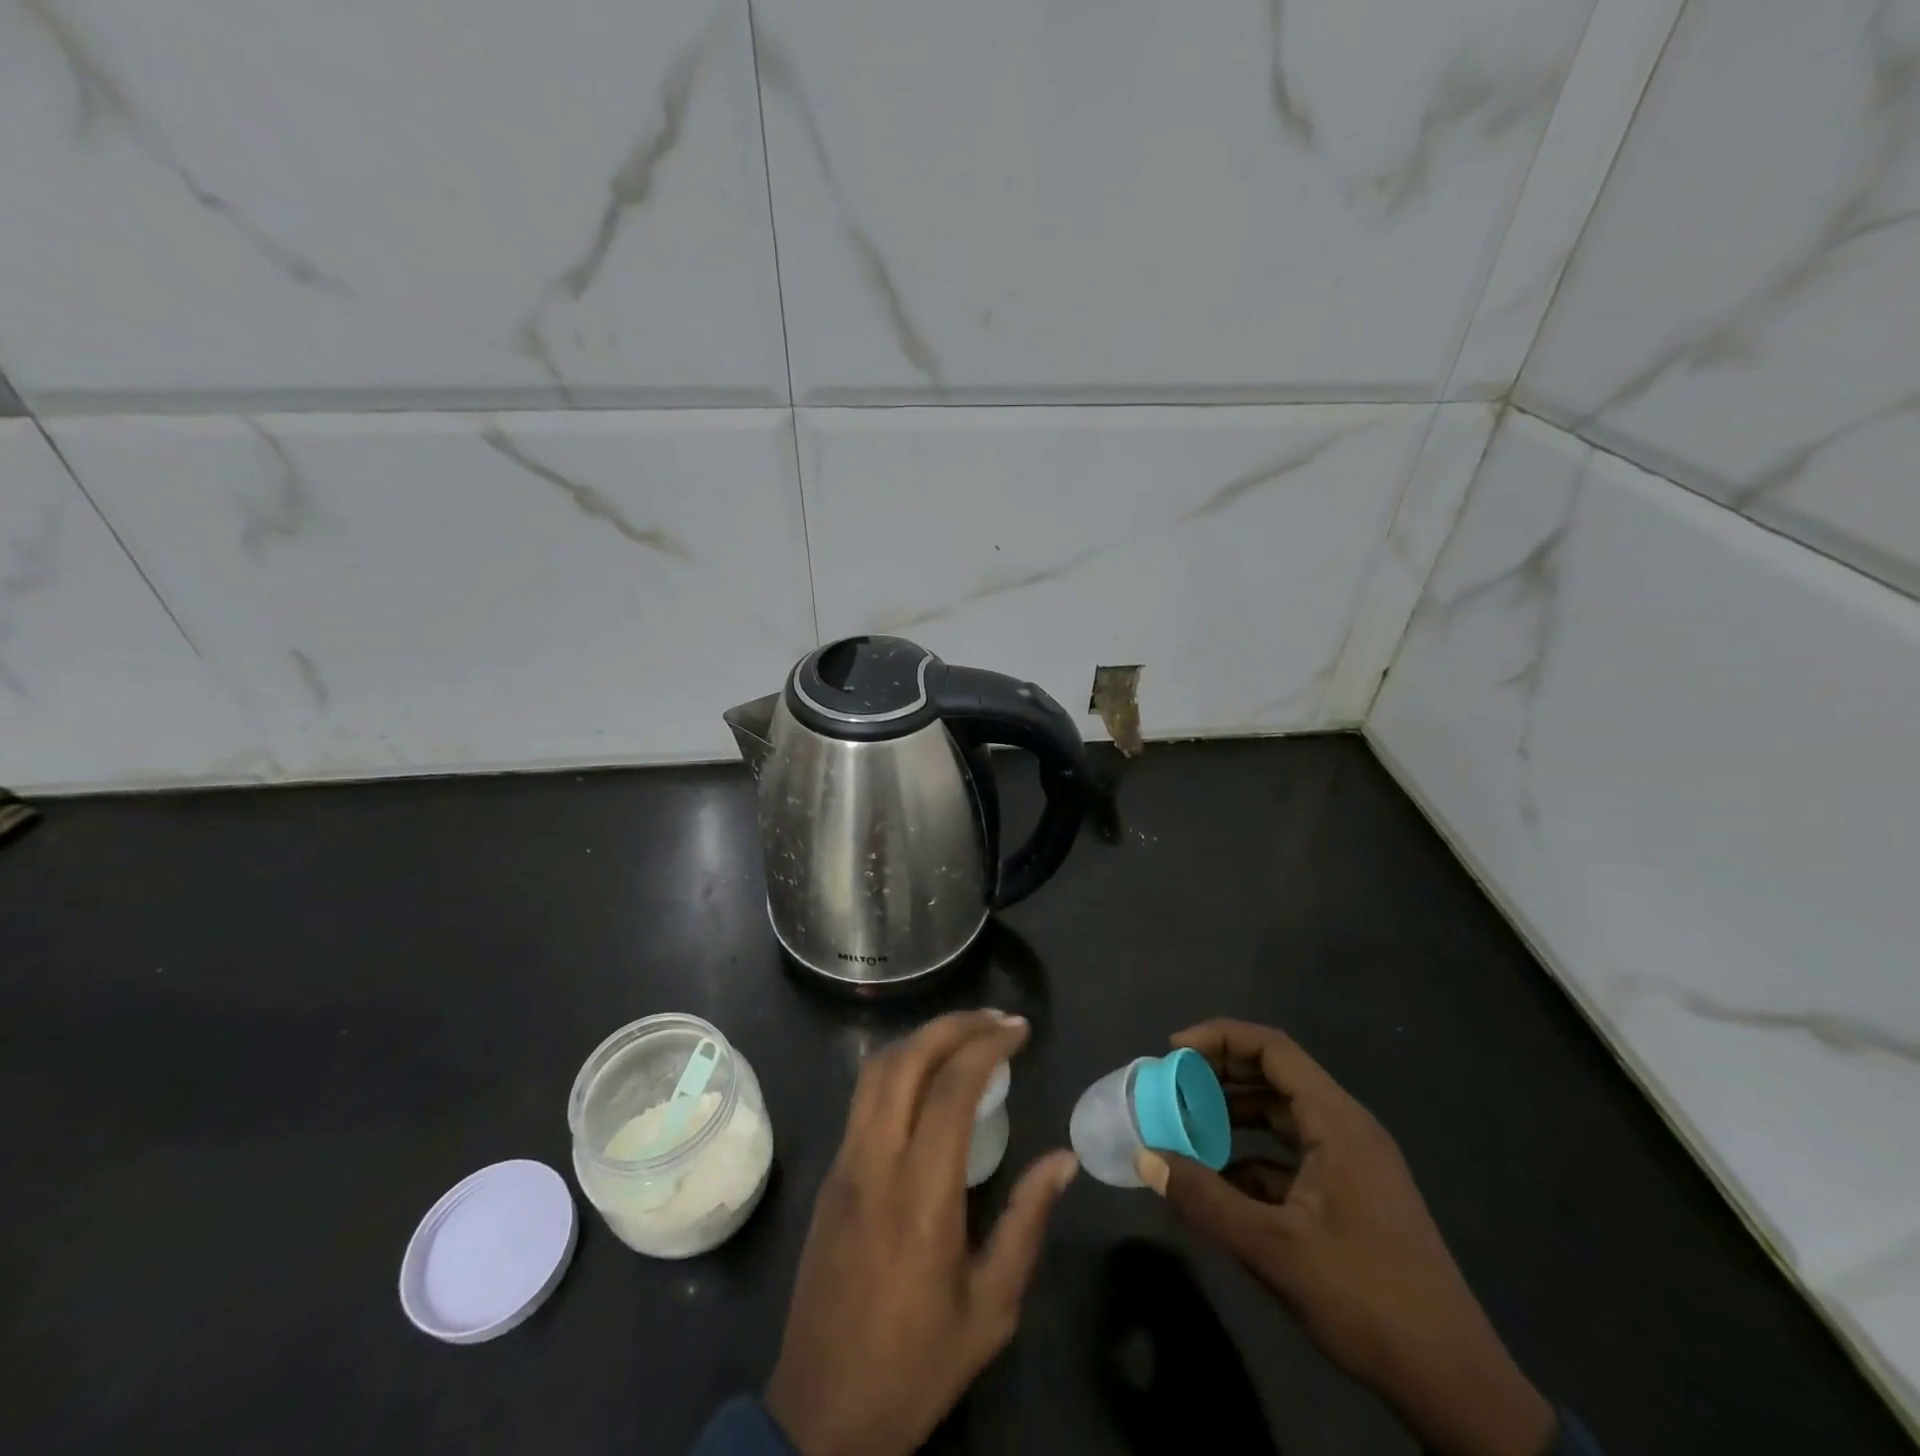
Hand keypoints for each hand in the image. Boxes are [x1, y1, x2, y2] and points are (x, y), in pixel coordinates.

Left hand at [765, 1010, 1079, 1455]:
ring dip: (922, 1039)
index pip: (952, 1089)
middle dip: (953, 1025)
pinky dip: (899, 1066)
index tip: (1019, 1031)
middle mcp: (874, 1162)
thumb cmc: (914, 1365)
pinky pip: (863, 1097)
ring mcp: (844, 1164)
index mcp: (920, 1195)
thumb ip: (1026, 1223)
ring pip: (875, 1070)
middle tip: (995, 1020)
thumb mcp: (990, 1309)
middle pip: (905, 1060)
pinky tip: (927, 1077)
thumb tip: (1063, 1159)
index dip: (987, 1046)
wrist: (820, 1413)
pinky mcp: (830, 1174)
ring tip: (965, 1036)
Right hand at [1138, 1019, 1554, 1455]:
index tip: (1173, 1053)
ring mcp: (1352, 1162)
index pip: (1273, 1048)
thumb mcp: (1274, 1250)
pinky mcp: (1351, 1194)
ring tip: (1187, 1127)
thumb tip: (1145, 1159)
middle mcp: (1346, 1128)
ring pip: (1282, 1115)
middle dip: (1220, 1074)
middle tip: (1172, 1086)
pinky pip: (1292, 1154)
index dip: (1220, 1038)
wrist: (1456, 1387)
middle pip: (1276, 1074)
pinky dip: (1253, 1155)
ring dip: (1234, 1114)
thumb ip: (1204, 1200)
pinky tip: (1220, 1181)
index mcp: (1337, 1122)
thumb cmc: (1368, 1301)